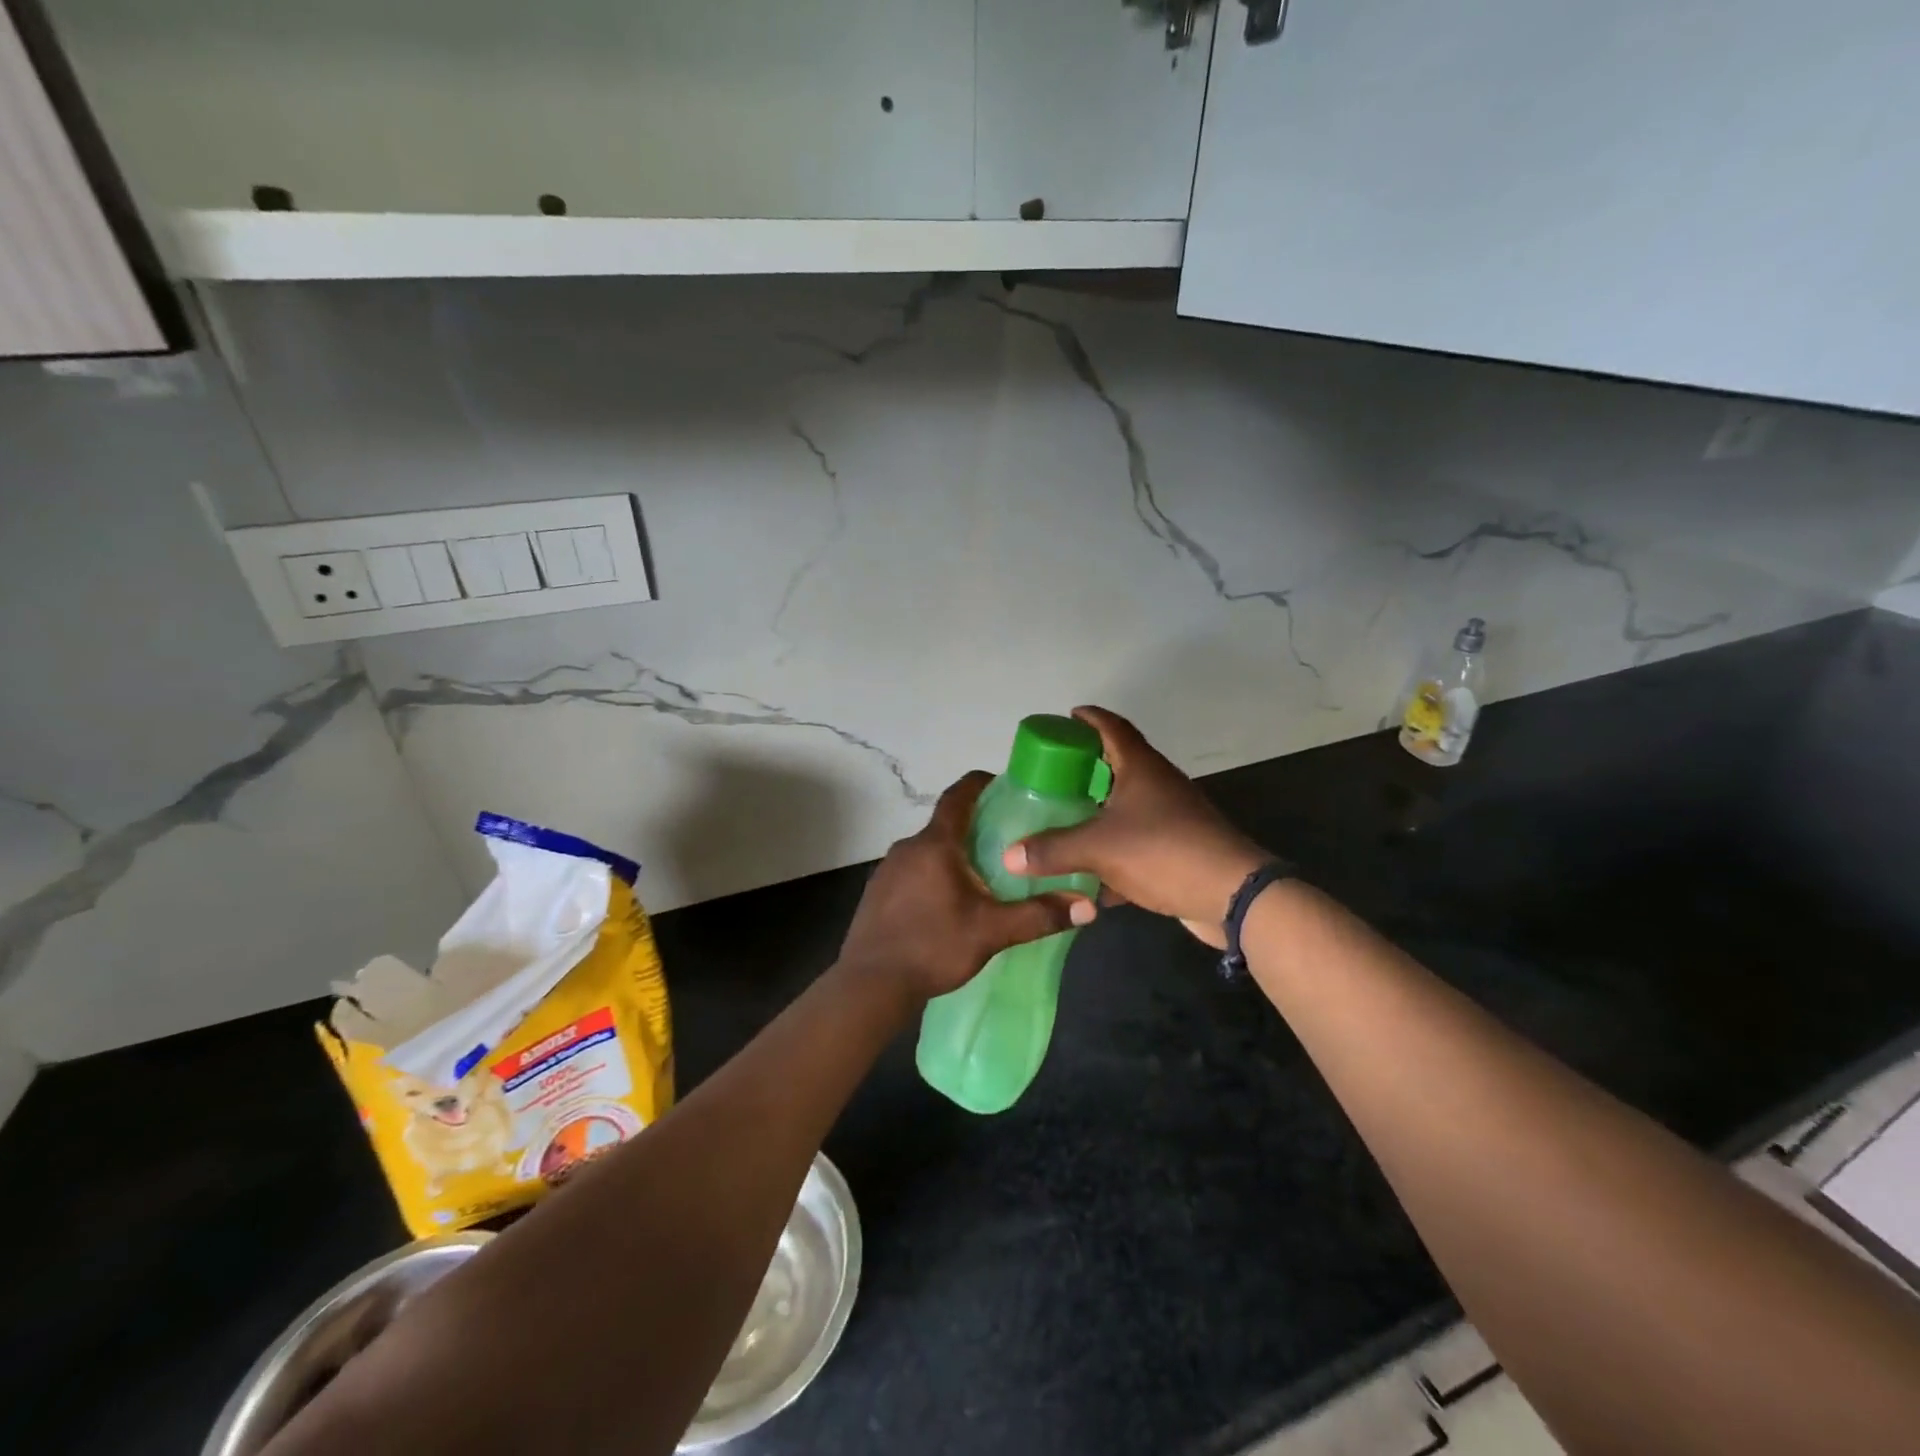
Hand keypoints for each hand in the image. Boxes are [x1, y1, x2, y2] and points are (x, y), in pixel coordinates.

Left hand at [838, 771, 1095, 1002]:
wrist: (870, 985)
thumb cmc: (933, 947)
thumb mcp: (992, 932)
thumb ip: (1039, 916)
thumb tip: (1087, 906)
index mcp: (935, 844)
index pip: (958, 795)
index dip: (981, 783)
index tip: (1004, 784)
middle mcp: (908, 847)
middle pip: (946, 823)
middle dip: (976, 825)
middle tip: (1008, 839)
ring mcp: (887, 869)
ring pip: (929, 849)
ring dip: (955, 853)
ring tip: (984, 873)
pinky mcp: (878, 892)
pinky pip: (913, 870)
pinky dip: (935, 873)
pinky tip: (949, 901)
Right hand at [1003, 706, 1266, 948]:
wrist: (1232, 895)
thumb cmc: (1164, 852)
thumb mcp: (1099, 848)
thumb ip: (1052, 850)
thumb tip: (1009, 855)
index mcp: (1141, 768)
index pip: (1112, 727)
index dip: (1089, 719)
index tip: (1066, 718)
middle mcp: (1157, 785)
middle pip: (1117, 765)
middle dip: (1085, 768)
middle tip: (1051, 775)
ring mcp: (1170, 818)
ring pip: (1125, 806)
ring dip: (1097, 811)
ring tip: (1061, 818)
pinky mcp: (1175, 849)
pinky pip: (1134, 842)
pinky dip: (1111, 852)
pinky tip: (1087, 874)